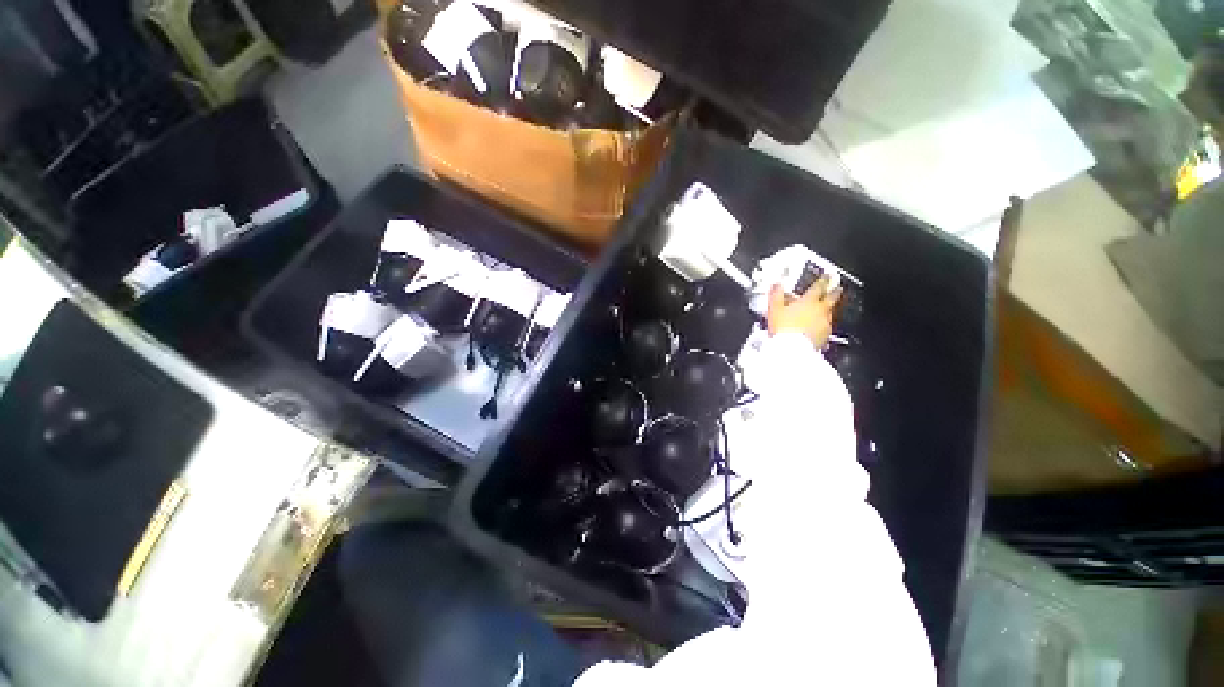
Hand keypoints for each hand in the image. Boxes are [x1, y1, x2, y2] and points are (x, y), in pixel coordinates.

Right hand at [766, 276, 841, 346]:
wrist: (792, 350)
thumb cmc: (784, 328)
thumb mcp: (774, 309)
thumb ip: (776, 295)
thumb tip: (777, 285)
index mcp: (809, 301)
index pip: (819, 286)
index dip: (823, 280)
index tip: (827, 276)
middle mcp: (820, 311)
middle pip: (831, 298)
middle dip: (834, 292)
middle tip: (838, 288)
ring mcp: (825, 324)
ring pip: (830, 313)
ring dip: (828, 310)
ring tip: (825, 310)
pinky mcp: (825, 337)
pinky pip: (825, 328)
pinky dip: (822, 325)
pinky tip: (817, 328)